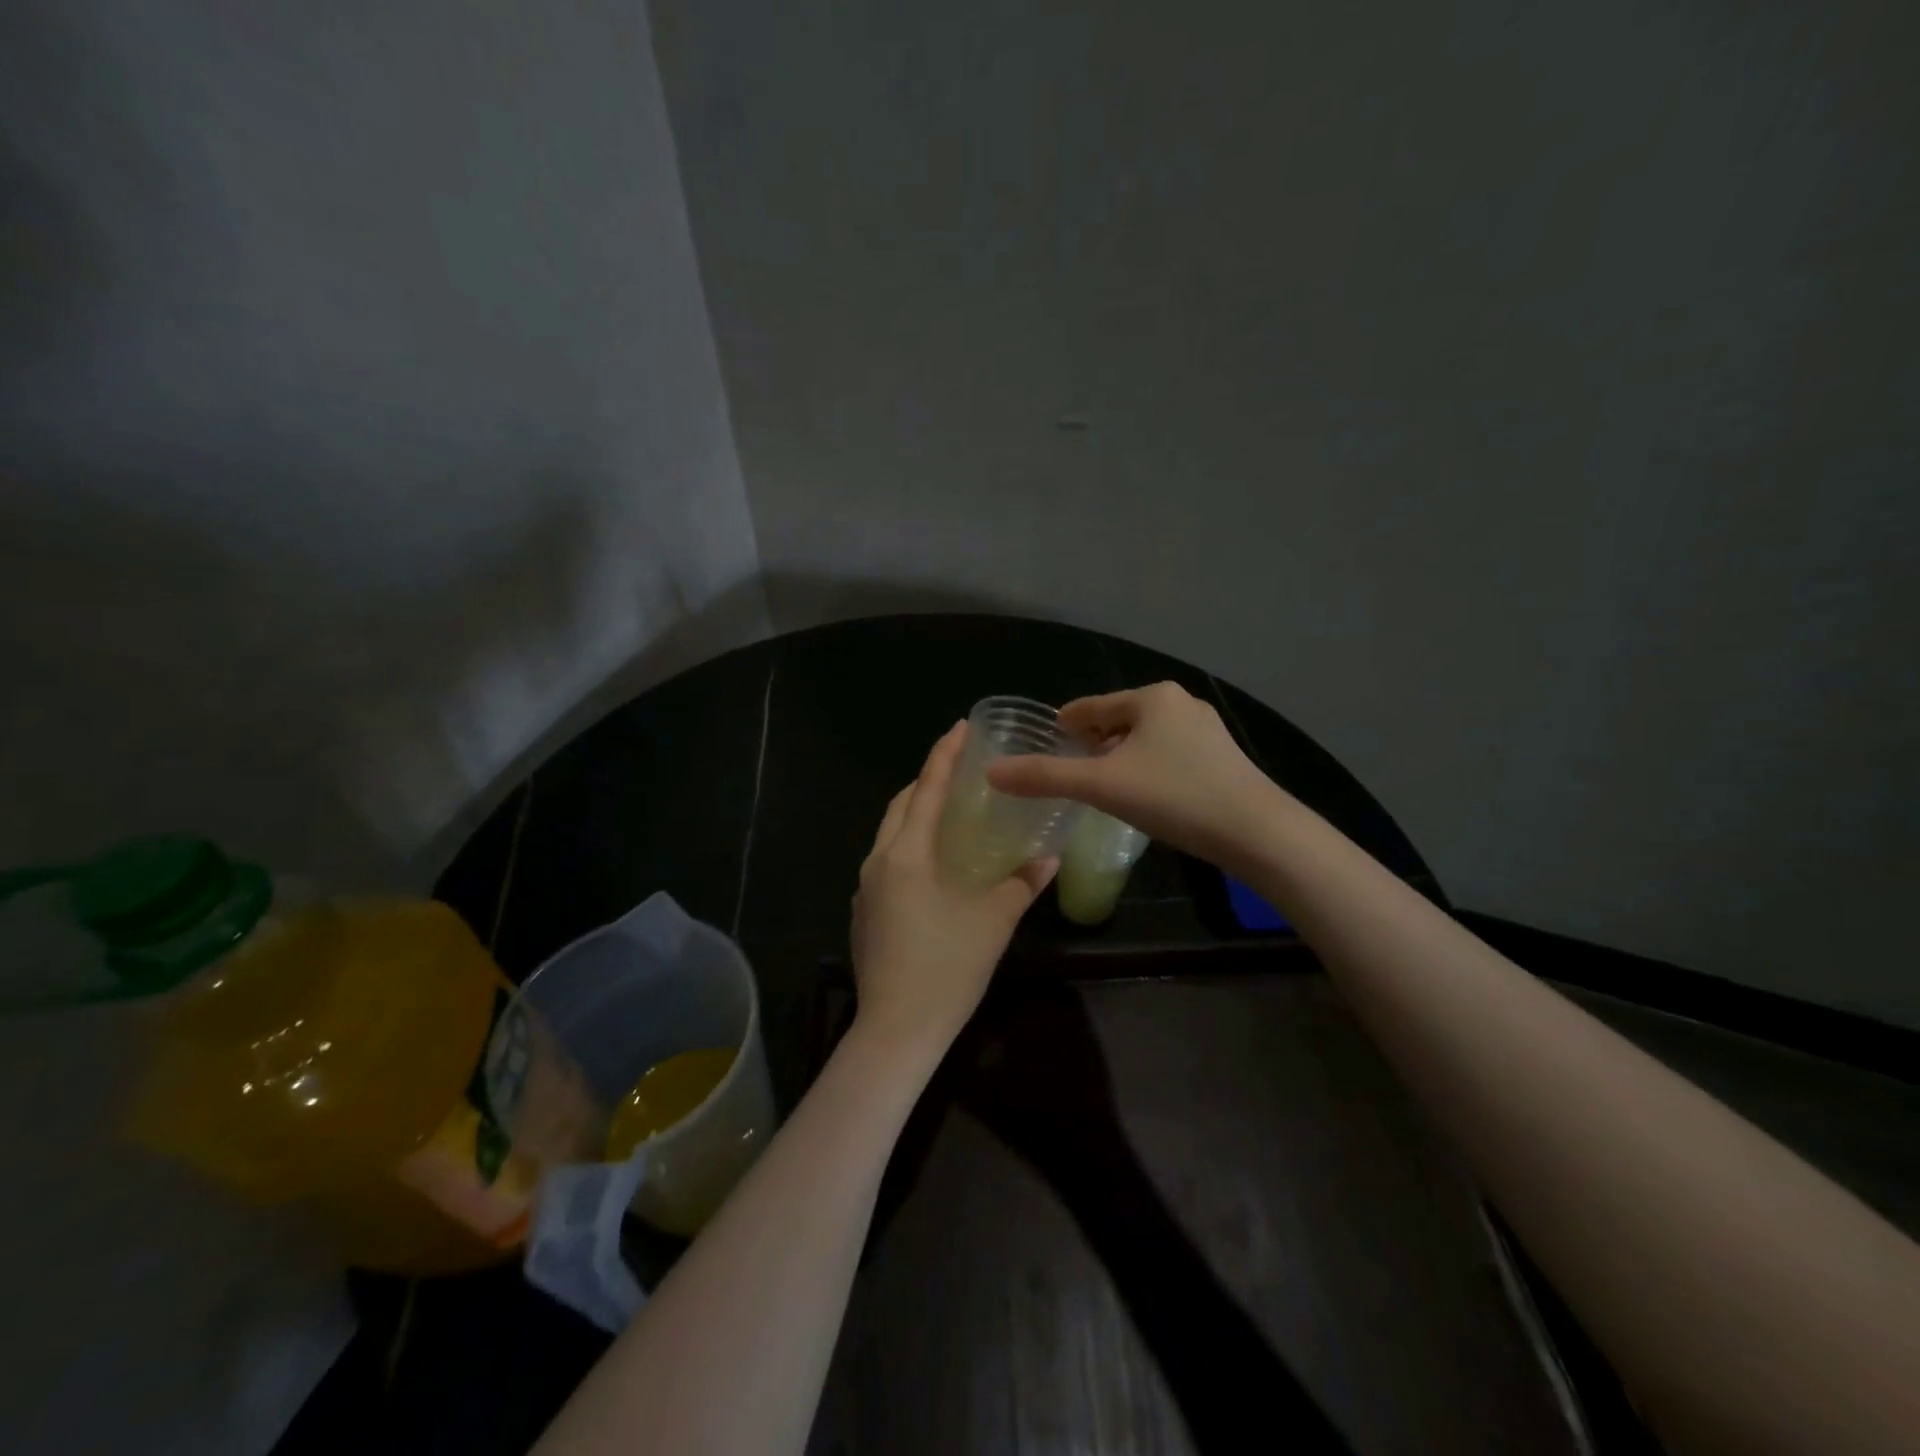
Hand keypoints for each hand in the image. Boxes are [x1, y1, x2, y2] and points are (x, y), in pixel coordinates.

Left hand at [851, 722, 1056, 1057]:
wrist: (896, 1030)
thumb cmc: (946, 967)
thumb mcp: (993, 921)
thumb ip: (1022, 883)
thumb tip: (1049, 857)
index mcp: (906, 853)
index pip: (926, 789)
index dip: (944, 755)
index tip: (960, 727)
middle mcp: (878, 862)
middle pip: (900, 807)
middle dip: (927, 782)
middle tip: (960, 771)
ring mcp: (866, 889)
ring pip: (890, 835)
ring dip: (915, 816)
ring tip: (950, 814)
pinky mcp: (864, 914)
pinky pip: (887, 863)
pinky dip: (909, 847)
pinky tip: (934, 866)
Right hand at [985, 682, 1280, 864]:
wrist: (1257, 832)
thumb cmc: (1174, 797)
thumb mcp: (1101, 786)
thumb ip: (1044, 777)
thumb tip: (991, 771)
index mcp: (1151, 697)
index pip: (1091, 706)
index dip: (1064, 724)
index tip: (1045, 741)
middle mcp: (1180, 703)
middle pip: (1118, 719)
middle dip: (1092, 741)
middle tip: (1069, 769)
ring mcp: (1206, 730)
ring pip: (1145, 737)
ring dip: (1119, 755)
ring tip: (1101, 783)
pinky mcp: (1222, 757)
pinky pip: (1168, 753)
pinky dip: (1146, 766)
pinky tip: (1143, 793)